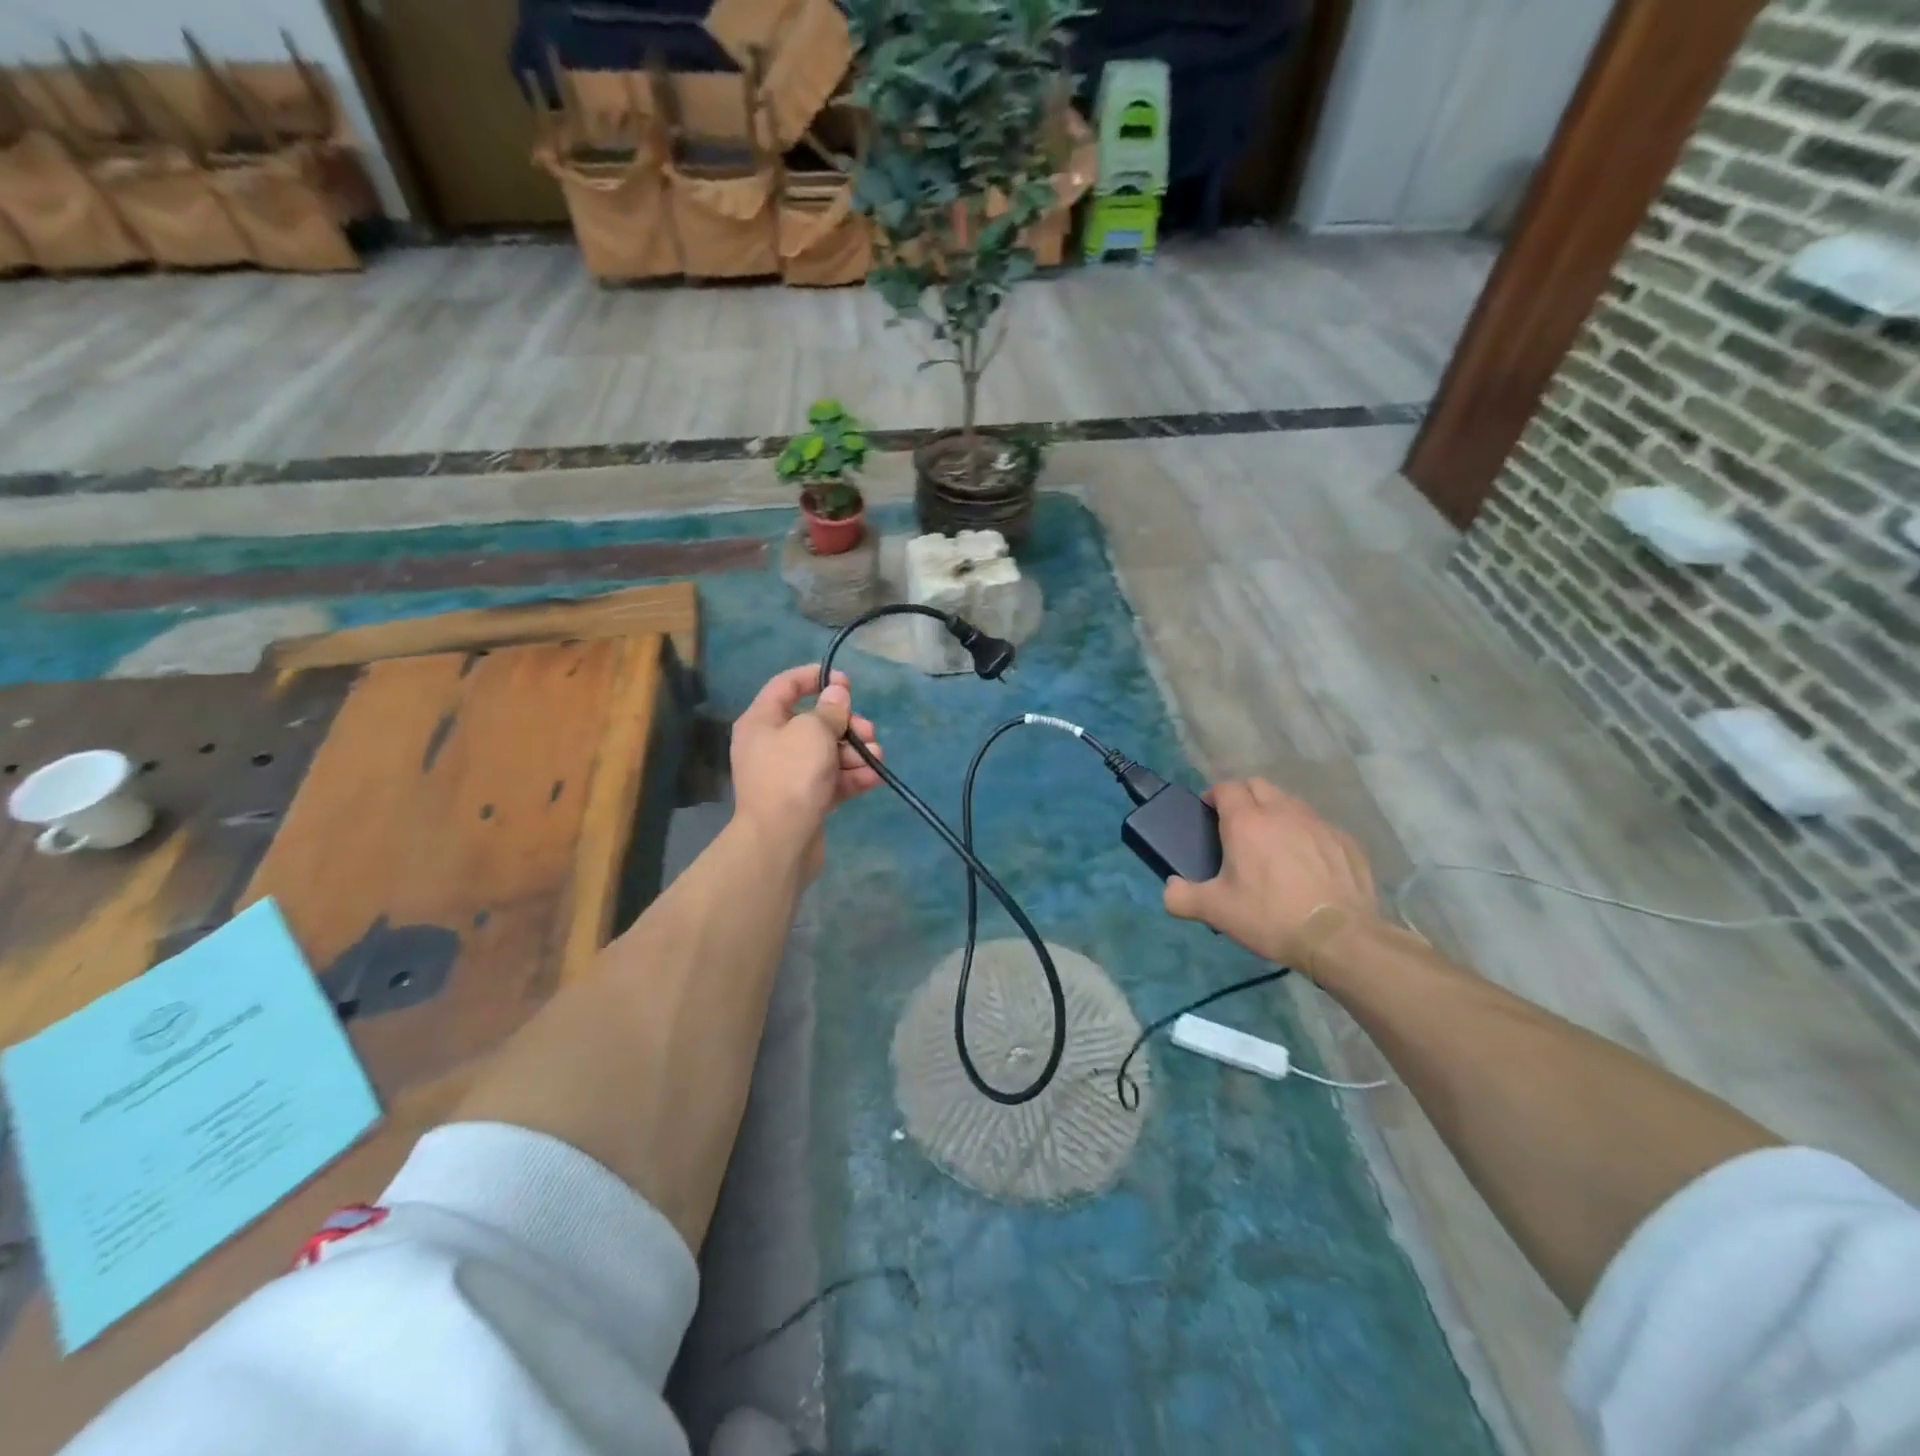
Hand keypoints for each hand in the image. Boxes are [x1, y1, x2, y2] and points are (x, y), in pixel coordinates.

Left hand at [730, 665, 882, 872]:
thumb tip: (836, 694)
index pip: (786, 685)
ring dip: (855, 752)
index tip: (846, 682)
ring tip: (876, 758)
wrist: (780, 840)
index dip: (816, 677)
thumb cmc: (792, 775)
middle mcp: (771, 745)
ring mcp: (789, 775)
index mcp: (762, 721)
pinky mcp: (805, 800)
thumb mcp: (813, 731)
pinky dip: (853, 777)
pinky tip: (875, 777)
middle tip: (867, 731)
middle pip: (814, 722)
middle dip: (847, 724)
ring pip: (828, 753)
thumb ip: (830, 710)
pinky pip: (832, 780)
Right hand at [1163, 779, 1378, 971]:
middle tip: (1238, 828)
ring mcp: (1318, 824)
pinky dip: (1307, 835)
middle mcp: (1282, 812)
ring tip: (1273, 844)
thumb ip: (1182, 898)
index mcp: (1246, 821)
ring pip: (1291, 802)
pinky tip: (1308, 864)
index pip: (1226, 788)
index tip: (1209, 814)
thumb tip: (1170, 888)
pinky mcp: (1346, 841)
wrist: (1340, 938)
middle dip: (1245, 797)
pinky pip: (1319, 826)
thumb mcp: (1216, 912)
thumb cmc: (1270, 917)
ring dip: (1276, 812)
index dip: (1214, 796)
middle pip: (1258, 785)